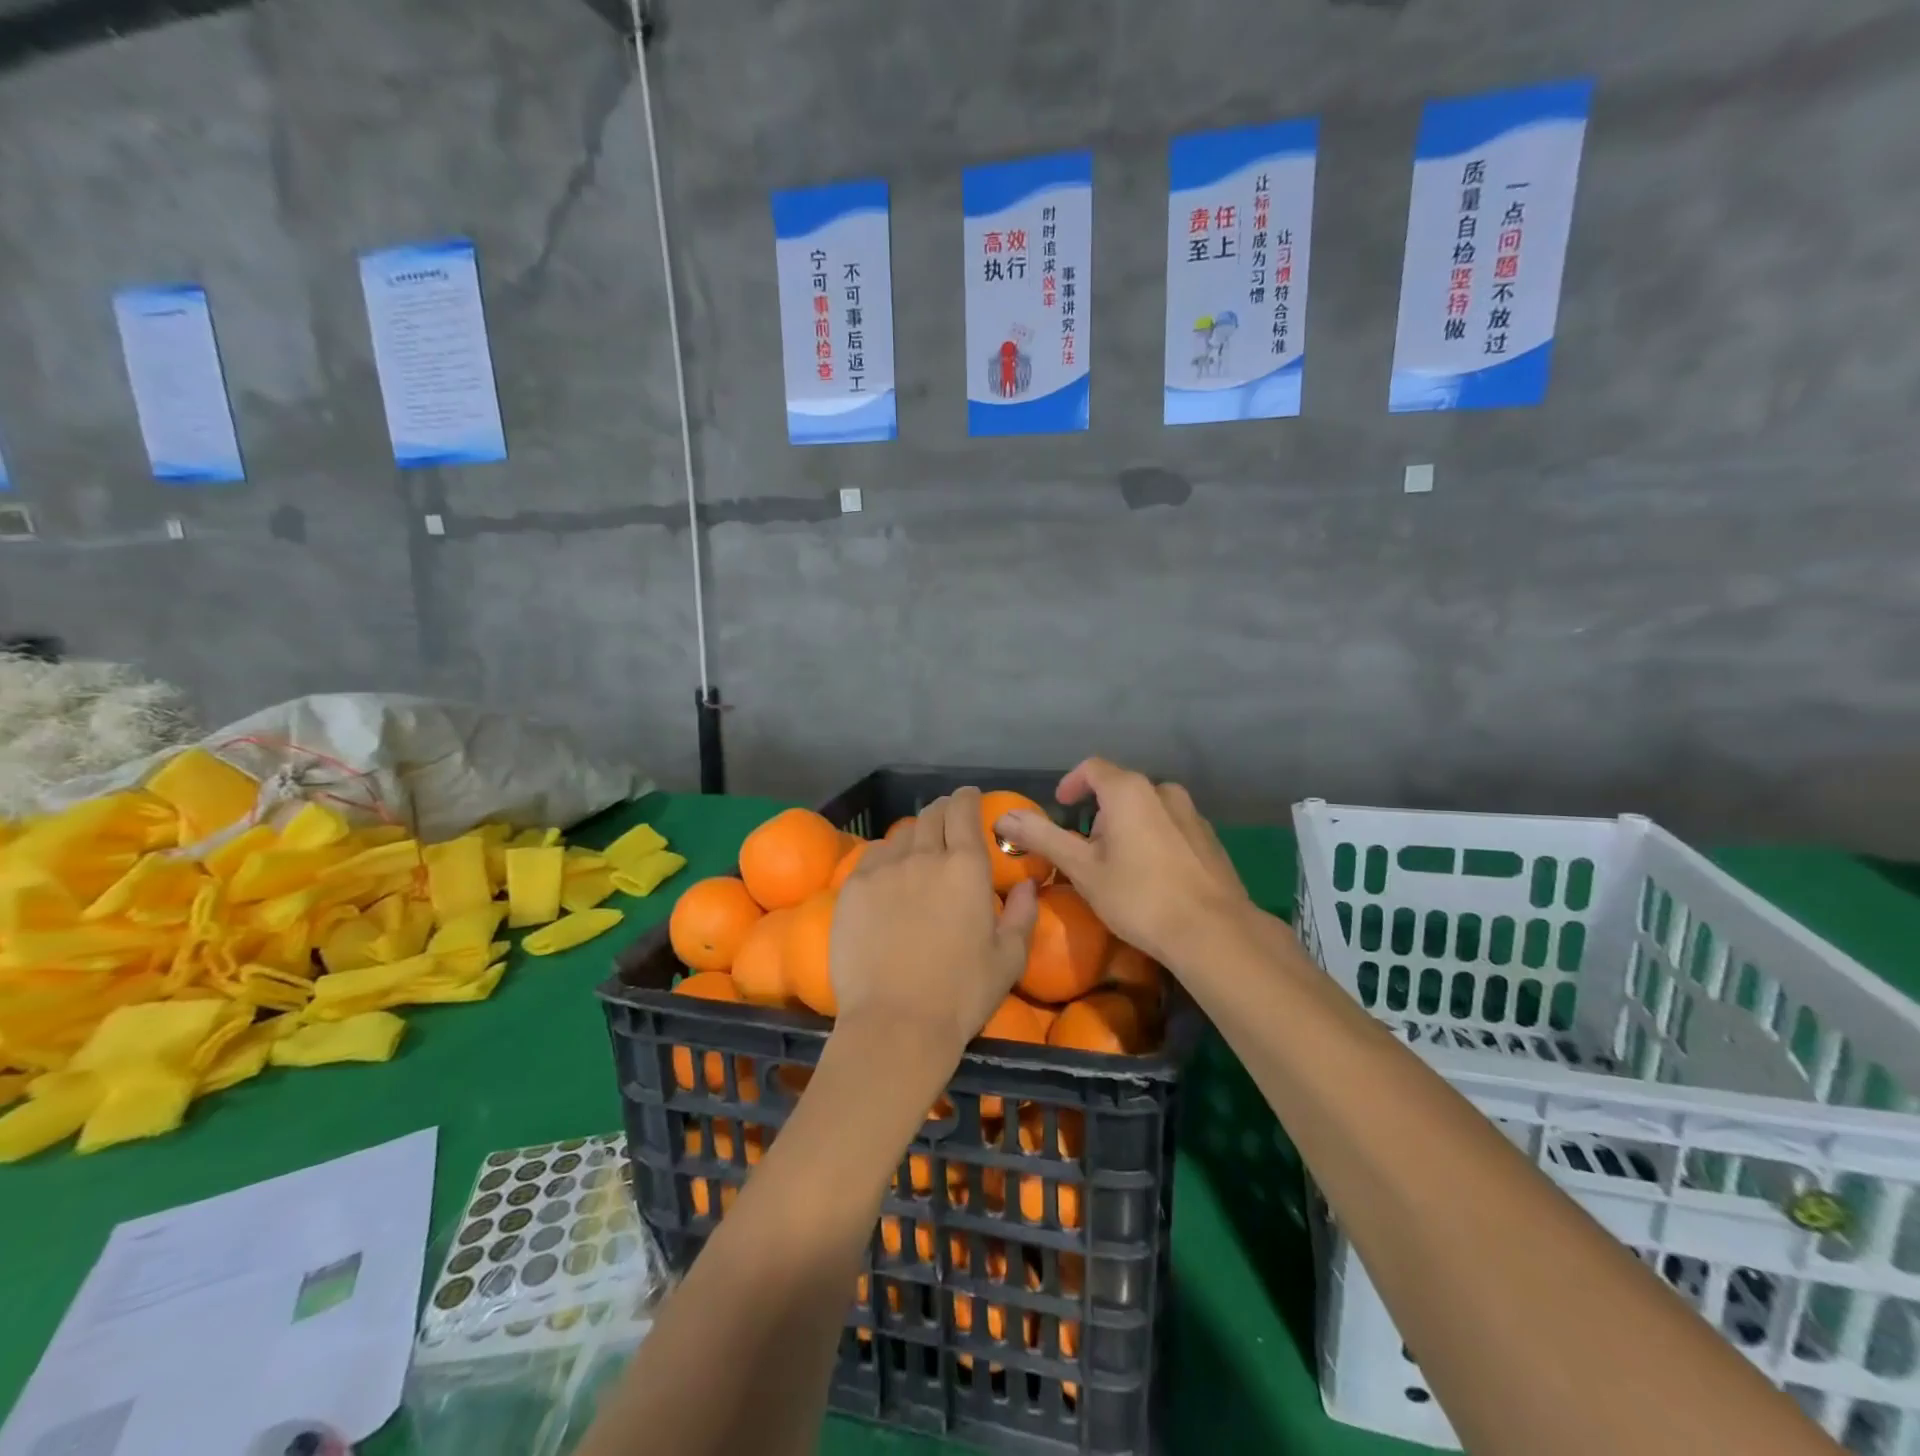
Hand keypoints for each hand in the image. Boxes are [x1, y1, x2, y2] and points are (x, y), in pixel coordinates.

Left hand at [830, 788, 1038, 1060]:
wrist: (896, 1023)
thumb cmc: (962, 993)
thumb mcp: (1008, 959)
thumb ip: (1022, 914)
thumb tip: (1026, 885)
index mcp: (965, 867)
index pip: (964, 812)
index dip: (967, 798)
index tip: (969, 797)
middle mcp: (924, 857)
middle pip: (931, 815)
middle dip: (942, 811)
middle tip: (947, 820)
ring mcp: (883, 870)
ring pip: (901, 835)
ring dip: (915, 836)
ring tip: (918, 851)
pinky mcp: (853, 889)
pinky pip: (872, 857)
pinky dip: (886, 857)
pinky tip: (889, 874)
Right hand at [993, 757, 1247, 966]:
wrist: (1213, 932)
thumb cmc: (1138, 896)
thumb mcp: (1082, 868)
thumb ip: (1042, 837)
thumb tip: (1003, 818)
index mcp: (1129, 791)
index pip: (1092, 768)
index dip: (1071, 784)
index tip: (1061, 807)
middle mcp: (1163, 791)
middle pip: (1121, 789)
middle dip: (1099, 812)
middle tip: (1086, 850)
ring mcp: (1192, 814)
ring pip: (1149, 808)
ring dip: (1128, 826)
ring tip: (1119, 865)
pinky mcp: (1210, 839)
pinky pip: (1172, 828)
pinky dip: (1154, 840)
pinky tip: (1153, 877)